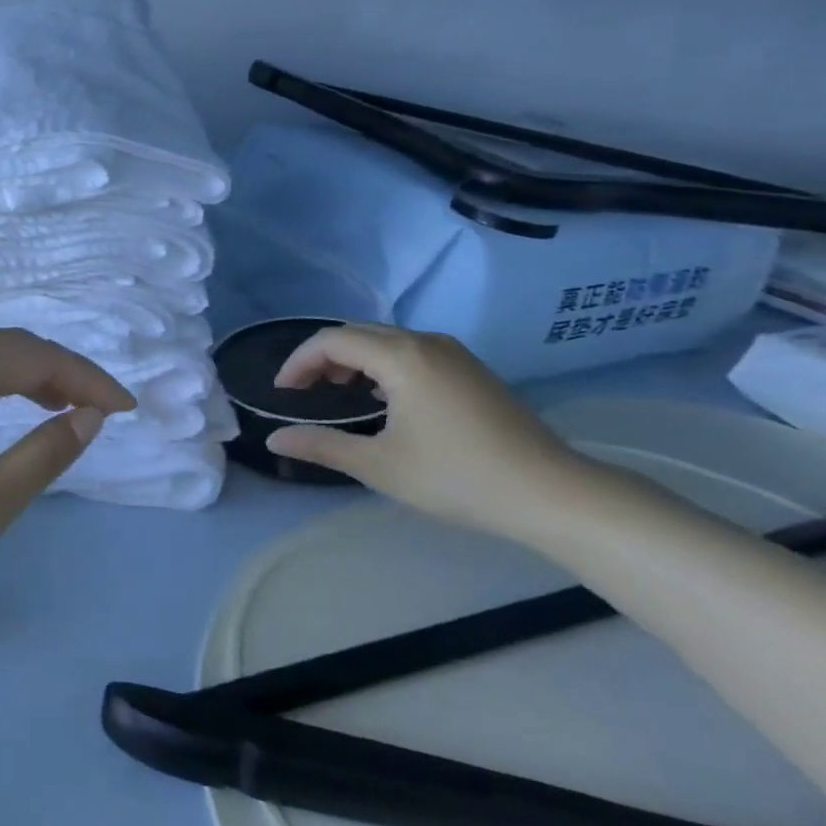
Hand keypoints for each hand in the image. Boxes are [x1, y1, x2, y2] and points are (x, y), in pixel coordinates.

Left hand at [0, 329, 135, 620]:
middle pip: (8, 345)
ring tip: (63, 408)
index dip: (88, 377)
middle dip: (62, 371)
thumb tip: (88, 417)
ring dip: (27, 374)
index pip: (36, 356)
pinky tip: (2, 411)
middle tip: (100, 409)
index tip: (126, 408)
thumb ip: (42, 456)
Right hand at [265, 324, 595, 540]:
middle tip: (303, 392)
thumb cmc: (457, 478)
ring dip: (353, 359)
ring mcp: (453, 352)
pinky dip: (382, 364)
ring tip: (336, 393)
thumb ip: (322, 446)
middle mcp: (425, 341)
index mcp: (400, 356)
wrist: (551, 493)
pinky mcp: (471, 368)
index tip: (282, 392)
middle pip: (357, 333)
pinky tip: (382, 397)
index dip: (299, 361)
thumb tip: (274, 440)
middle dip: (323, 357)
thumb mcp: (380, 466)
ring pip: (386, 340)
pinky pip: (411, 350)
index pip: (332, 340)